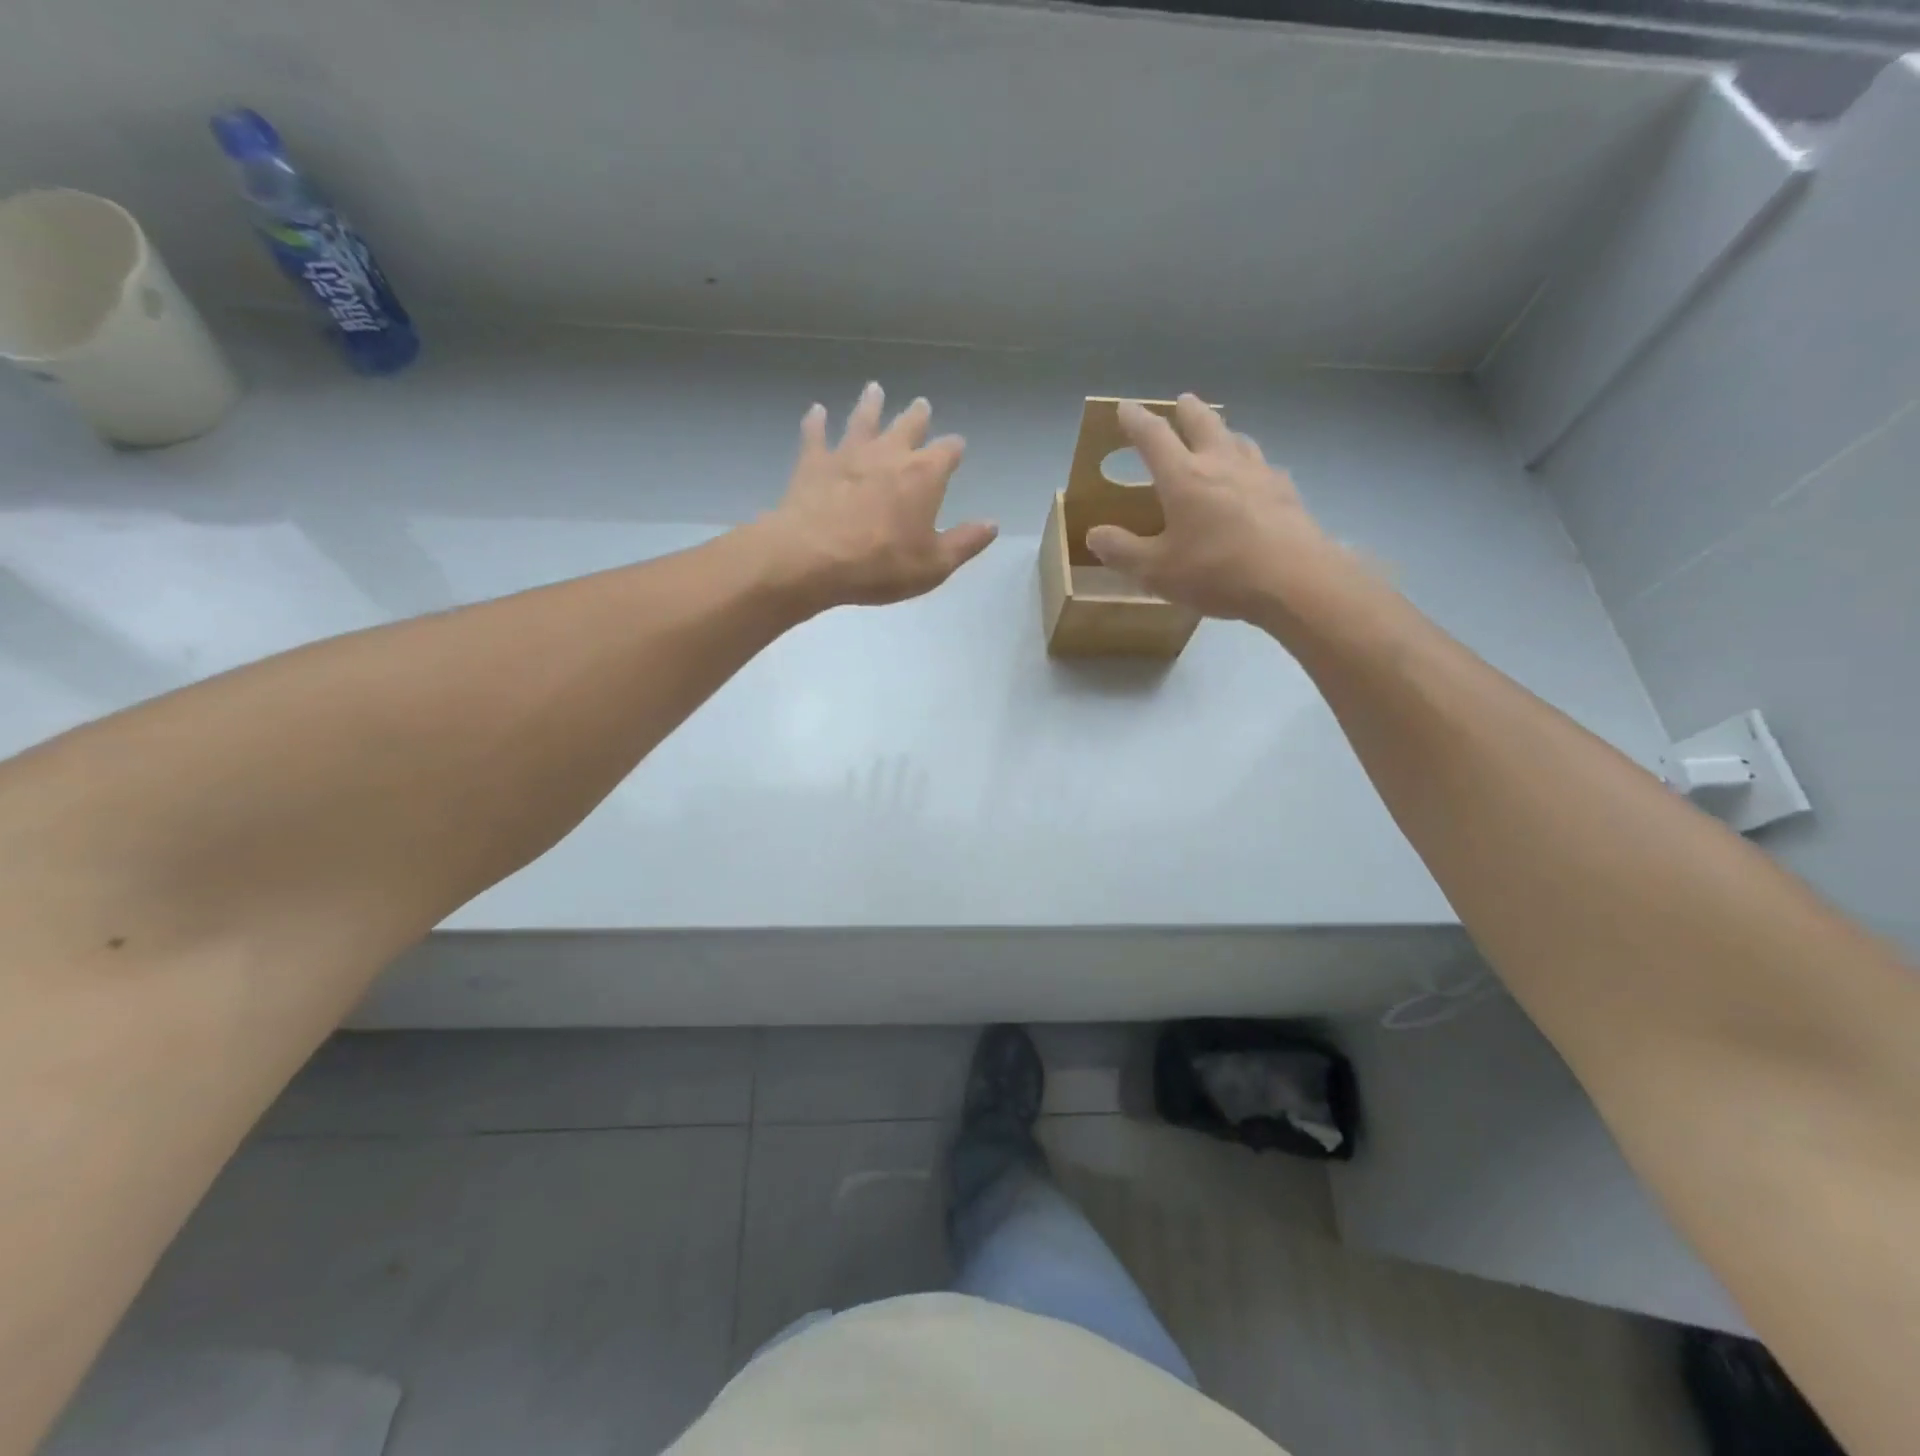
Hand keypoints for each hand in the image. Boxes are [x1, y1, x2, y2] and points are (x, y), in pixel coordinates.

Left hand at [762, 383, 997, 609]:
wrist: (812, 558)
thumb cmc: (881, 565)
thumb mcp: (934, 564)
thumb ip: (965, 542)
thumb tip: (992, 524)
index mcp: (924, 475)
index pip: (948, 451)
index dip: (954, 449)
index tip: (957, 448)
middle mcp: (889, 453)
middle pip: (908, 425)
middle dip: (918, 416)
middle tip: (921, 405)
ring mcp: (848, 454)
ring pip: (863, 419)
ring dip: (870, 404)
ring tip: (874, 389)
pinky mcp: (814, 463)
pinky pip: (815, 435)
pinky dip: (816, 422)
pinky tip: (816, 411)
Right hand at [1086, 395, 1342, 621]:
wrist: (1294, 580)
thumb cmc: (1217, 572)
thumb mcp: (1157, 571)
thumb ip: (1123, 551)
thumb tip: (1095, 534)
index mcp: (1183, 477)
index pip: (1153, 437)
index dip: (1136, 420)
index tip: (1125, 408)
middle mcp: (1220, 463)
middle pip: (1203, 423)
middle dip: (1188, 411)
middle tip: (1182, 401)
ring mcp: (1259, 473)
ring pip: (1238, 439)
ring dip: (1223, 431)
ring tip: (1219, 435)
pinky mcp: (1286, 491)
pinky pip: (1264, 466)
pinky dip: (1251, 463)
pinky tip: (1255, 477)